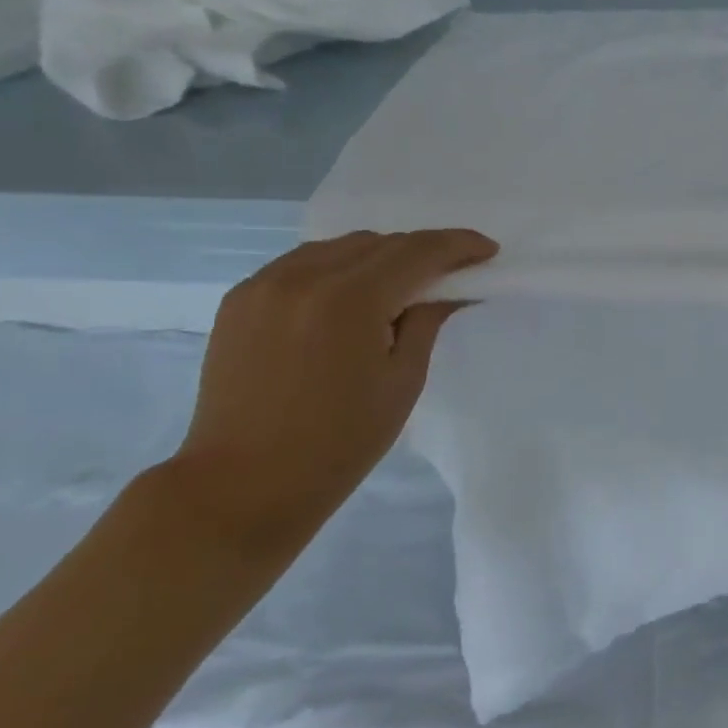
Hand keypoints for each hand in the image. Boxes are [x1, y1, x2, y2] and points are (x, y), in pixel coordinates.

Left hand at [169, 229, 497, 552]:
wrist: (243, 485)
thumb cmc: (340, 443)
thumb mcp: (403, 381)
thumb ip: (427, 321)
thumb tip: (448, 289)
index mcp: (350, 300)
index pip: (417, 251)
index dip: (459, 245)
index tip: (487, 251)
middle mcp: (303, 277)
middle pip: (379, 242)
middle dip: (421, 251)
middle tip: (448, 274)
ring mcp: (264, 284)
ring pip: (338, 246)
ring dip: (378, 256)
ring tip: (399, 286)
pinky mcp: (240, 299)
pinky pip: (301, 263)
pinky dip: (336, 268)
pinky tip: (348, 296)